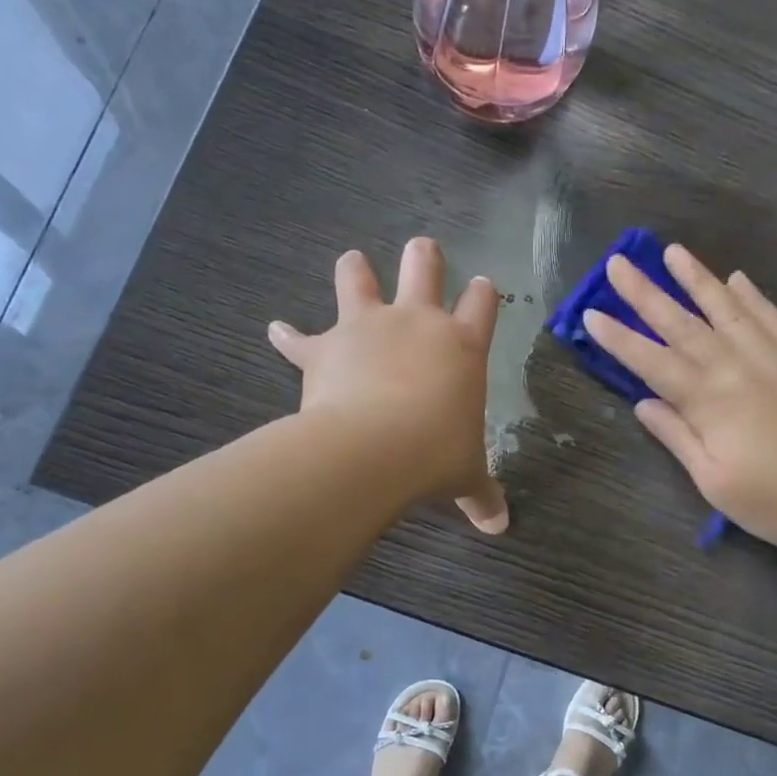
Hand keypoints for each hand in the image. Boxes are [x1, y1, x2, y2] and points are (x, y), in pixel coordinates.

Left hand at [269, 237, 508, 534]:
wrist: (374, 449)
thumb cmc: (435, 454)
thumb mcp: (466, 475)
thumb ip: (483, 495)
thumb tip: (500, 527)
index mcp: (461, 344)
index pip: (483, 302)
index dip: (483, 292)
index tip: (482, 286)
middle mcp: (416, 322)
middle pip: (423, 266)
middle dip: (424, 256)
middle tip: (422, 249)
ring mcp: (368, 327)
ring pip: (358, 276)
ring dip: (355, 269)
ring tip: (353, 263)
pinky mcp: (324, 347)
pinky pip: (298, 338)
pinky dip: (287, 336)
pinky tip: (276, 331)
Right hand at [580, 245, 776, 551]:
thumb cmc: (776, 502)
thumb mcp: (714, 481)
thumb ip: (678, 437)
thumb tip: (644, 403)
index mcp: (709, 402)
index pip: (652, 362)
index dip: (620, 339)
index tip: (591, 314)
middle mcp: (736, 368)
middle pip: (683, 325)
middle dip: (646, 294)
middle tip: (618, 263)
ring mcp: (774, 358)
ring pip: (728, 310)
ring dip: (697, 280)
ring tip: (673, 252)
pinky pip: (773, 319)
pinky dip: (754, 297)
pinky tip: (738, 279)